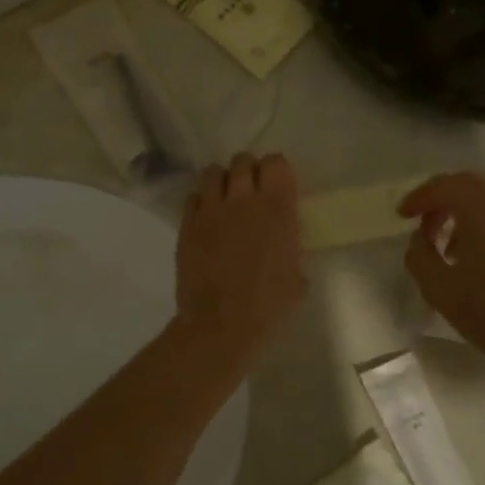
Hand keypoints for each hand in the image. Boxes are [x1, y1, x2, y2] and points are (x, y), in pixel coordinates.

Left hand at [175, 154, 305, 361]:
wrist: (221, 323)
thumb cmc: (268, 306)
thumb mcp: (296, 275)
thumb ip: (291, 247)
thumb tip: (284, 242)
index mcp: (278, 209)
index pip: (276, 163)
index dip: (276, 170)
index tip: (277, 184)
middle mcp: (244, 200)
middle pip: (243, 160)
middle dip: (248, 171)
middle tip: (251, 191)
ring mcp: (211, 209)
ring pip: (213, 172)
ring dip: (222, 180)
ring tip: (225, 199)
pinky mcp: (187, 224)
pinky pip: (193, 196)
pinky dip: (201, 202)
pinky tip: (207, 219)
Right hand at [399, 173, 484, 390]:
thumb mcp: (437, 288)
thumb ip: (419, 253)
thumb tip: (422, 238)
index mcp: (484, 208)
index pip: (445, 185)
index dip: (420, 197)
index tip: (404, 215)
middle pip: (473, 187)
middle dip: (445, 203)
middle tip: (427, 228)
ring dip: (472, 217)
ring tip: (458, 250)